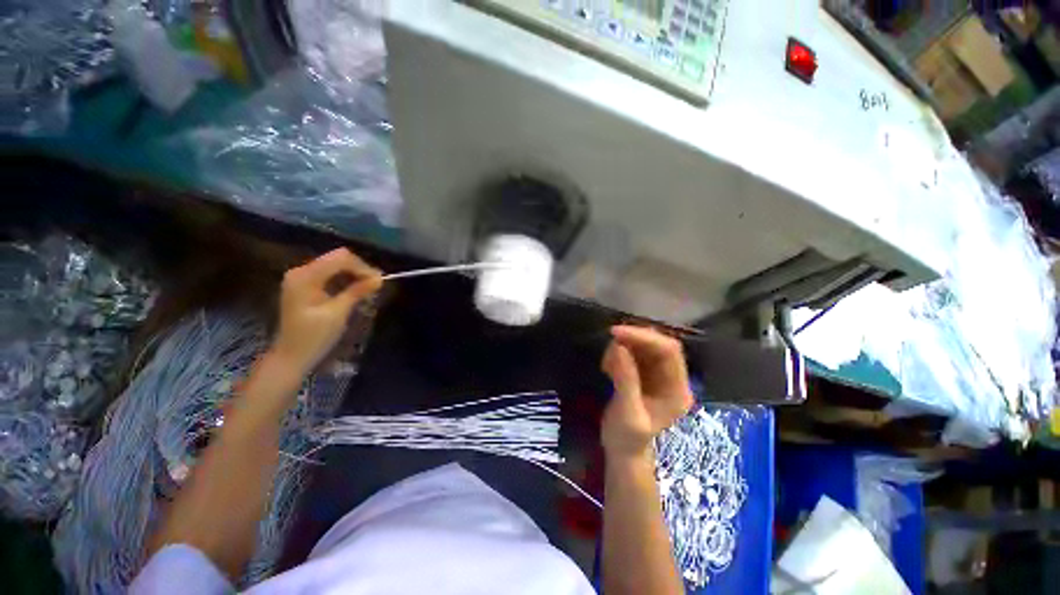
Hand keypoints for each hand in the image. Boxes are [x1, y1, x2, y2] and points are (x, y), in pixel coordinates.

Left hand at [272, 248, 381, 374]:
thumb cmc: (314, 337)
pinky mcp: (306, 286)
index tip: (379, 281)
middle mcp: (301, 271)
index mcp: (305, 276)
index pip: (340, 258)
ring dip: (354, 275)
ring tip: (370, 288)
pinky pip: (330, 275)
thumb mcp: (338, 313)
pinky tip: (356, 290)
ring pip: (336, 266)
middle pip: (337, 259)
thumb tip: (379, 279)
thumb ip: (357, 292)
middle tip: (377, 285)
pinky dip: (346, 280)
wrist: (291, 356)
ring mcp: (302, 278)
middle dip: (360, 270)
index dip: (362, 267)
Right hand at [600, 326, 693, 460]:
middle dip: (633, 338)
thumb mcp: (627, 412)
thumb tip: (619, 346)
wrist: (622, 452)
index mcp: (677, 390)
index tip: (616, 333)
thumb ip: (626, 379)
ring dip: (623, 346)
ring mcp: (658, 375)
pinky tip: (607, 368)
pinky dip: (618, 353)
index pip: (669, 351)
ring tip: (606, 364)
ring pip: (644, 346)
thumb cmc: (627, 439)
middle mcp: (673, 378)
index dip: (644, 337)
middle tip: (609, 339)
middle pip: (658, 344)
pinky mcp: (644, 373)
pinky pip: (633, 352)